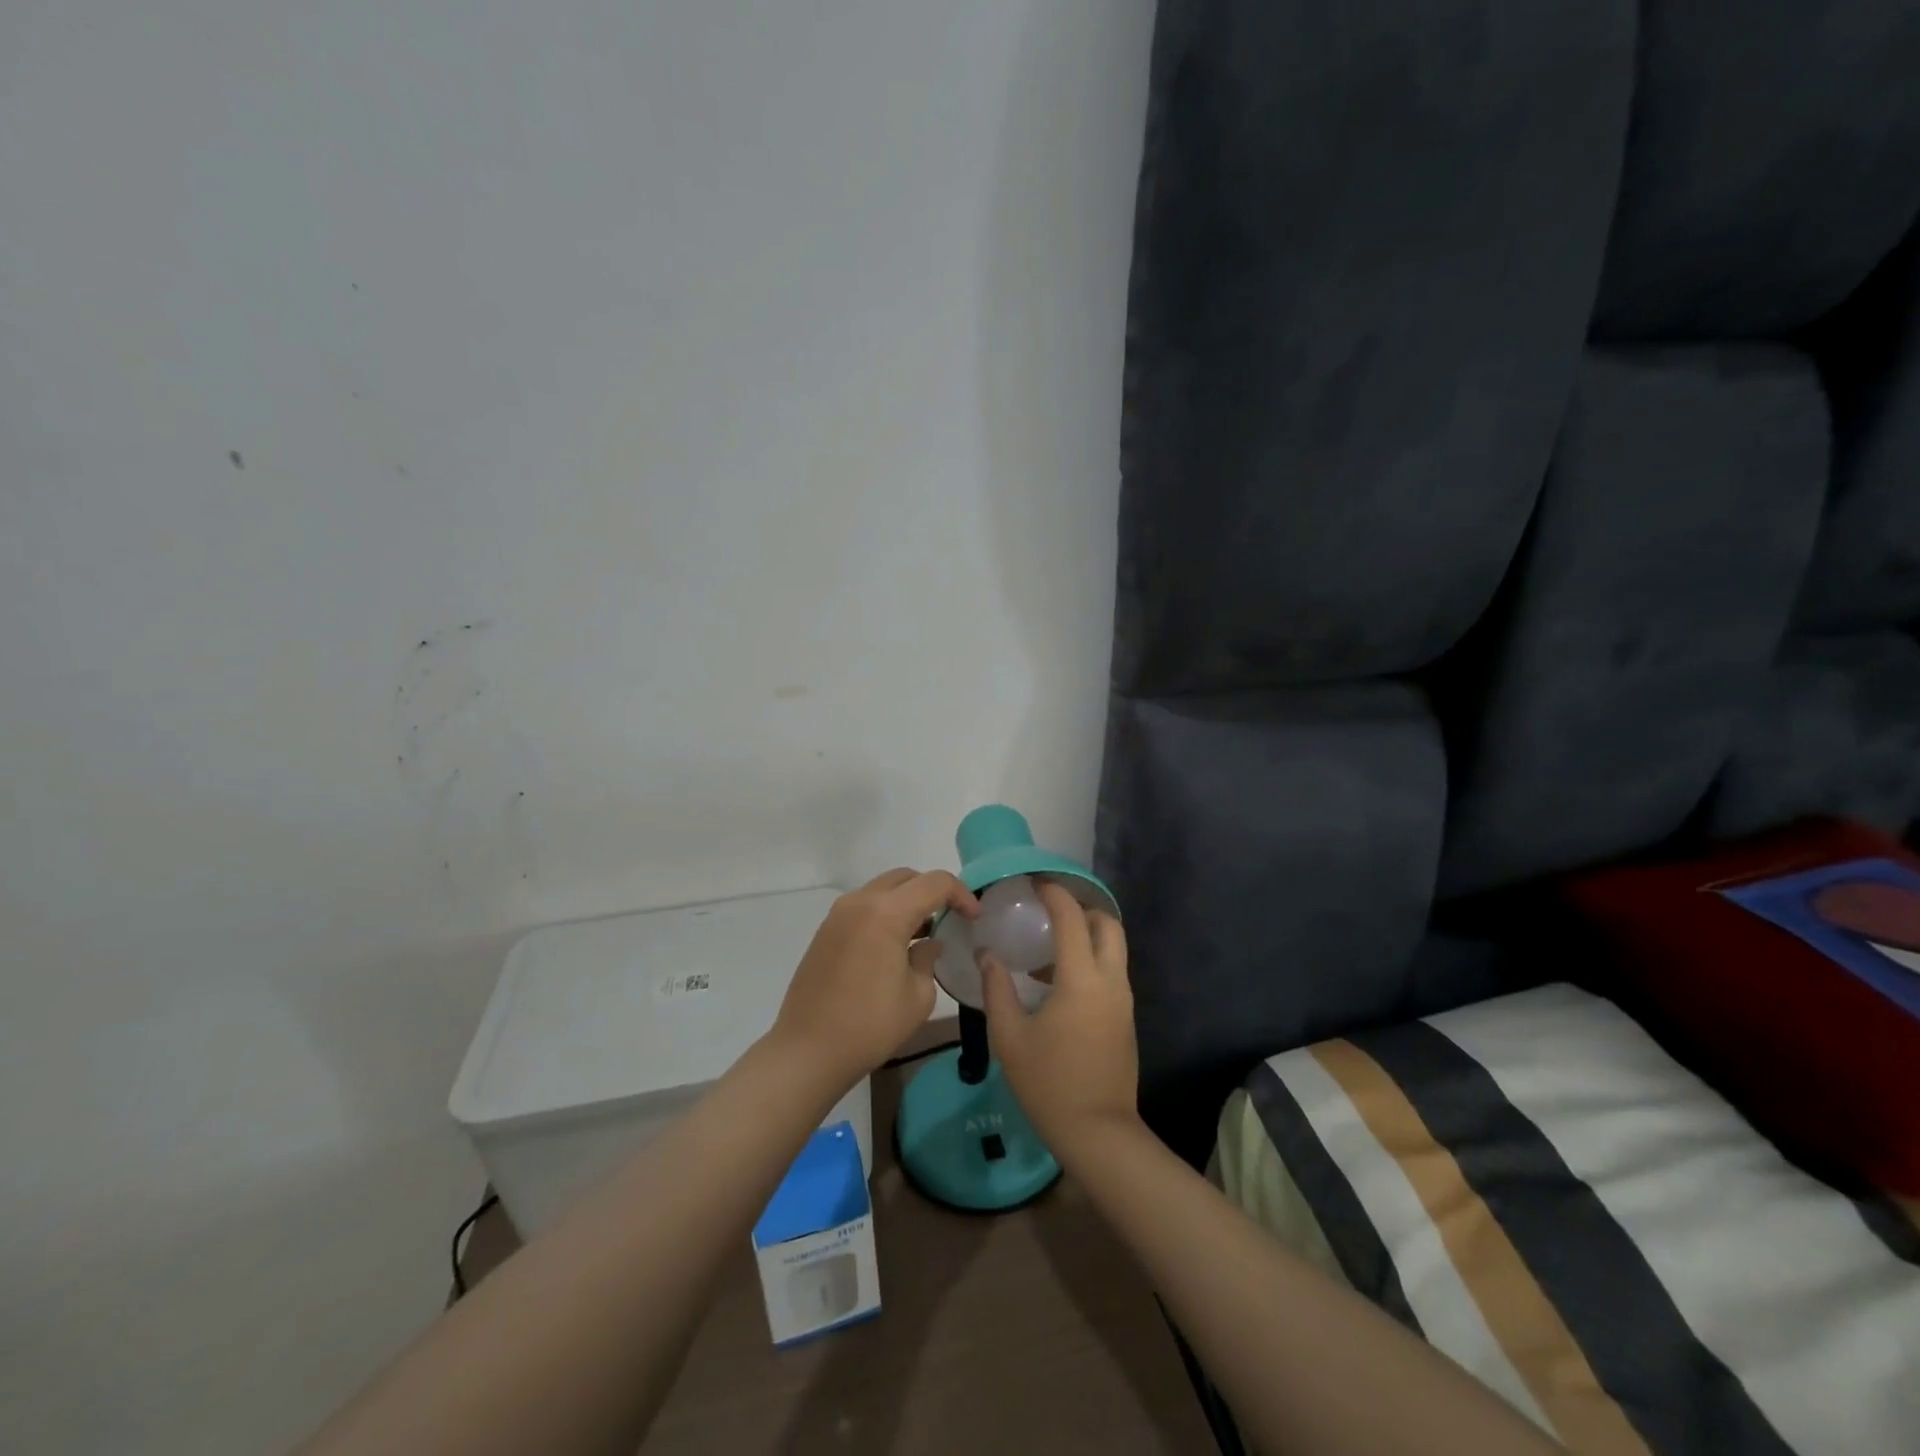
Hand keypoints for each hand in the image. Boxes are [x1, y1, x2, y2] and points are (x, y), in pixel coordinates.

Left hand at [772, 868, 979, 1088]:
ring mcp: (838, 914)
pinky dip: (885, 912)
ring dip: (907, 901)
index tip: (973, 918)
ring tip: (924, 932)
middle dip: (933, 891)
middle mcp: (860, 902)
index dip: (960, 894)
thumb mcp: (917, 996)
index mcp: (886, 912)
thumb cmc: (870, 1025)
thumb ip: (928, 958)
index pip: (934, 883)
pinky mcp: (826, 931)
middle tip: (950, 918)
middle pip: (906, 878)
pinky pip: (864, 906)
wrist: (808, 1050)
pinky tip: (894, 944)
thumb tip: (928, 943)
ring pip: (882, 889)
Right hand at [979, 879, 1138, 1157]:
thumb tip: (989, 955)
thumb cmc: (1048, 1083)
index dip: (1054, 894)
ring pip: (1114, 949)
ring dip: (1087, 936)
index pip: (1072, 919)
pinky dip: (1091, 961)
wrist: (1098, 1133)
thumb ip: (997, 988)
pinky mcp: (1126, 1018)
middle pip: (1108, 925)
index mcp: (1081, 980)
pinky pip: (1112, 972)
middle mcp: (1110, 981)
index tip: (1035, 882)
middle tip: (1049, 913)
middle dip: (1081, 909)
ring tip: (1047, 948)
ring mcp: (1123, 1000)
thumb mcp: (1010, 1036)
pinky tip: (1058, 983)